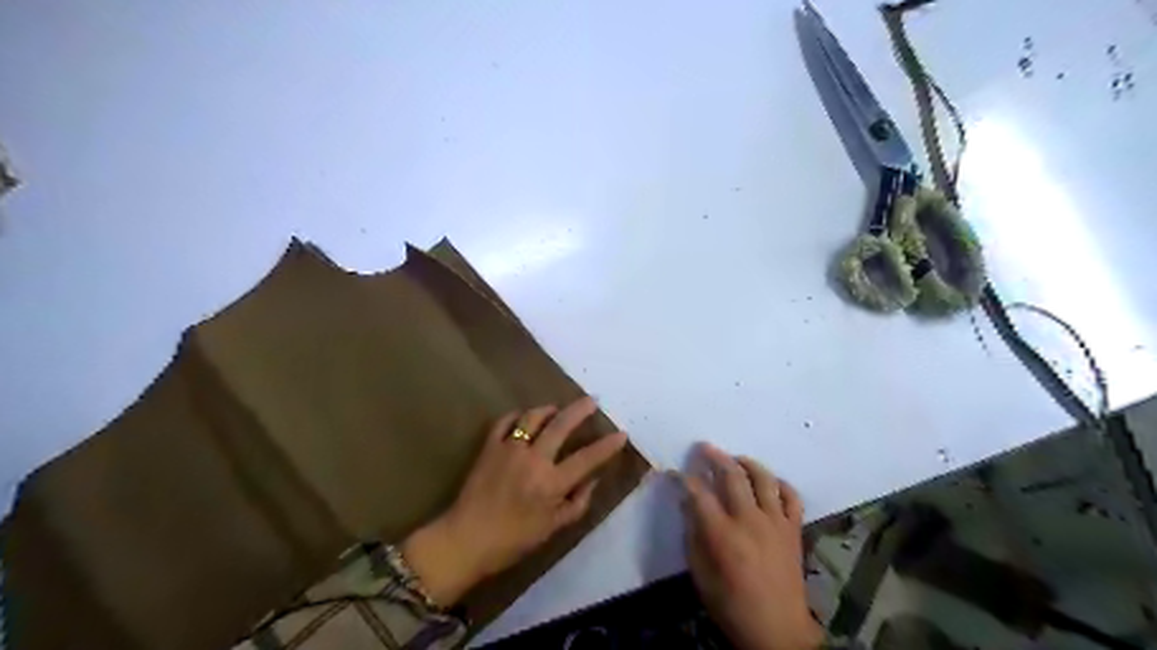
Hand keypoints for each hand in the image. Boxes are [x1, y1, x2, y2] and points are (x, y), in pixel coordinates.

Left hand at [405, 398, 628, 605]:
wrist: (466, 538)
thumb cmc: (513, 540)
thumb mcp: (552, 529)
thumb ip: (576, 503)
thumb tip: (592, 480)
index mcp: (552, 482)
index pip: (587, 458)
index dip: (607, 446)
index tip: (621, 434)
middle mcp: (534, 459)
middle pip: (561, 425)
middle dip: (580, 410)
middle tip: (591, 401)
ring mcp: (509, 449)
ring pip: (532, 417)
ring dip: (548, 409)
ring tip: (556, 408)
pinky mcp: (489, 447)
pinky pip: (504, 422)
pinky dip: (516, 416)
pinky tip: (522, 417)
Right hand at [681, 442, 826, 649]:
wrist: (777, 630)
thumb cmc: (732, 605)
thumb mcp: (701, 575)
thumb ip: (693, 536)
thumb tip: (688, 505)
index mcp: (722, 533)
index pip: (698, 493)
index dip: (683, 478)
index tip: (674, 472)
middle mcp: (750, 520)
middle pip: (732, 475)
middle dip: (714, 456)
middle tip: (704, 447)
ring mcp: (775, 522)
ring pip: (763, 478)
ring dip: (747, 462)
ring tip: (736, 459)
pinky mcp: (793, 529)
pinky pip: (791, 496)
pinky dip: (780, 484)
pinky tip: (770, 483)